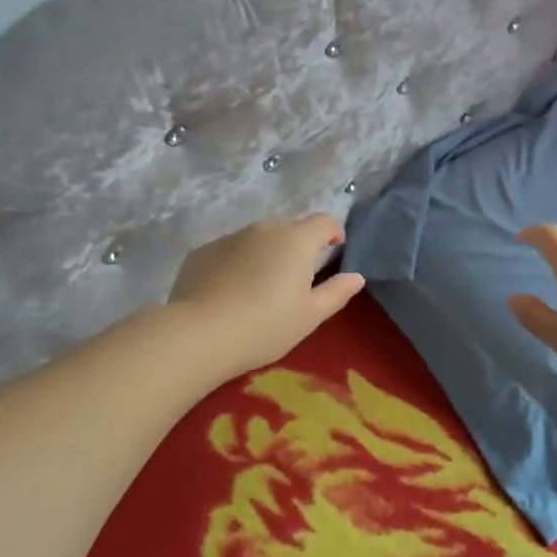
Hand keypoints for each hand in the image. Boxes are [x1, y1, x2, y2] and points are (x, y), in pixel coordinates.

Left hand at [168, 214, 366, 379]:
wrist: (199, 334)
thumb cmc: (266, 326)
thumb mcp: (310, 316)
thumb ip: (336, 292)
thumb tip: (356, 277)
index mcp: (297, 240)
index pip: (324, 221)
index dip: (333, 233)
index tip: (334, 250)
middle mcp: (264, 228)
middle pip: (290, 227)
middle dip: (298, 245)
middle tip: (297, 277)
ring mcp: (230, 237)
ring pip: (257, 238)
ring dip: (266, 253)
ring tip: (261, 287)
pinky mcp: (202, 251)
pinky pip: (229, 251)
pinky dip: (236, 263)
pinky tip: (229, 292)